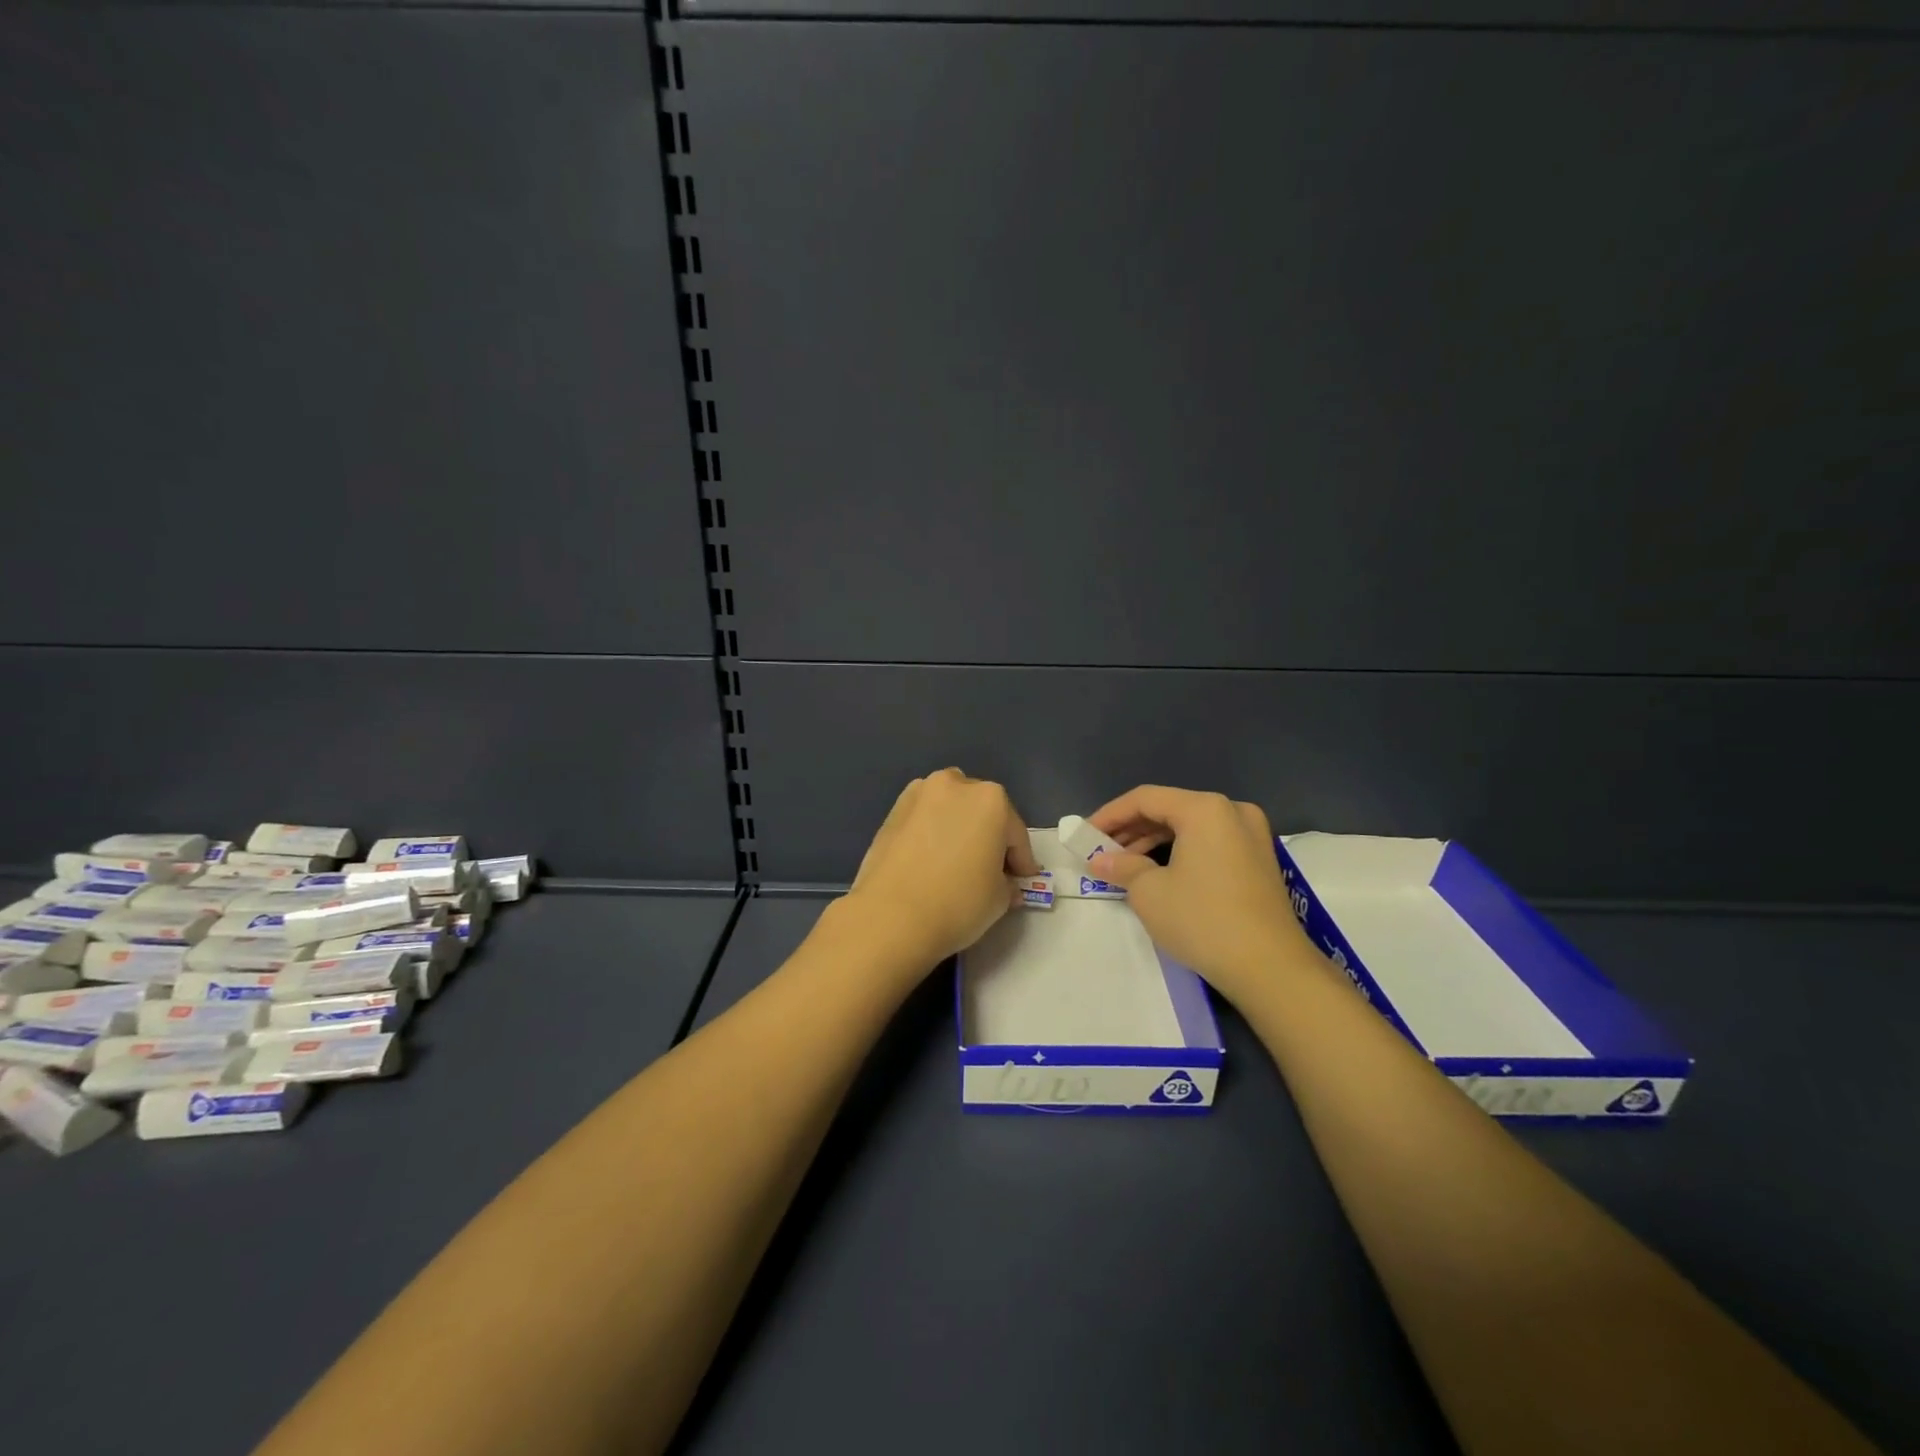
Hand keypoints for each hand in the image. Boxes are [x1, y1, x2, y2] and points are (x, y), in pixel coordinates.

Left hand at [841, 769, 1041, 970]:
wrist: (890, 916)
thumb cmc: (957, 903)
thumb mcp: (999, 899)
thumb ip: (1007, 884)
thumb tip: (1005, 884)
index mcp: (990, 799)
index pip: (1015, 833)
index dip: (1022, 861)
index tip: (1023, 881)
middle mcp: (954, 785)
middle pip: (982, 811)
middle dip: (989, 836)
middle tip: (991, 870)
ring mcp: (918, 795)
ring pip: (949, 809)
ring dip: (958, 828)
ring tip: (957, 862)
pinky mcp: (891, 812)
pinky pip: (923, 820)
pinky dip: (932, 833)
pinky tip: (930, 861)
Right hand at [1084, 786, 1310, 1003]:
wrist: (1271, 968)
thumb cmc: (1203, 920)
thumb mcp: (1149, 892)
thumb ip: (1121, 866)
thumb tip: (1100, 859)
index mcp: (1205, 808)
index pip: (1145, 799)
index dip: (1109, 815)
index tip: (1084, 836)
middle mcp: (1232, 811)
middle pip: (1170, 809)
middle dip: (1131, 829)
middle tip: (1101, 851)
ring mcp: (1252, 835)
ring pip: (1190, 827)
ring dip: (1153, 842)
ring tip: (1123, 865)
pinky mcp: (1259, 861)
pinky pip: (1210, 844)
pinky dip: (1180, 853)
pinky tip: (1158, 873)